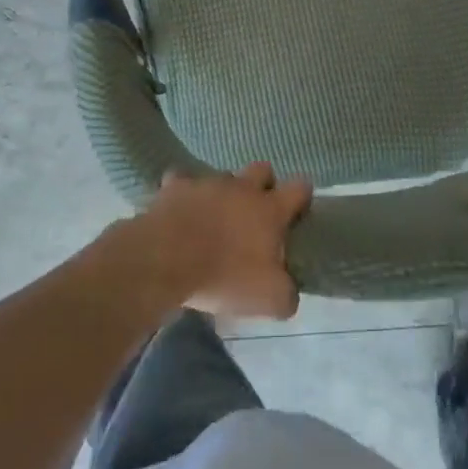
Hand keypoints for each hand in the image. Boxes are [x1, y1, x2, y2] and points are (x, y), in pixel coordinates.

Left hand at [130, 163, 312, 319]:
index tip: (298, 212)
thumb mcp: (268, 298)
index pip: (299, 188)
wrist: (165, 259)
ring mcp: (207, 183)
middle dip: (264, 184)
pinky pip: (182, 181)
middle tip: (255, 213)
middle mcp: (242, 188)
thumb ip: (286, 294)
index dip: (302, 197)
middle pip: (262, 169)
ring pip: (223, 176)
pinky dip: (183, 194)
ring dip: (223, 192)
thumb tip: (289, 293)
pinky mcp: (174, 187)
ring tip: (213, 218)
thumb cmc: (224, 275)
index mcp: (269, 209)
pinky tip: (179, 210)